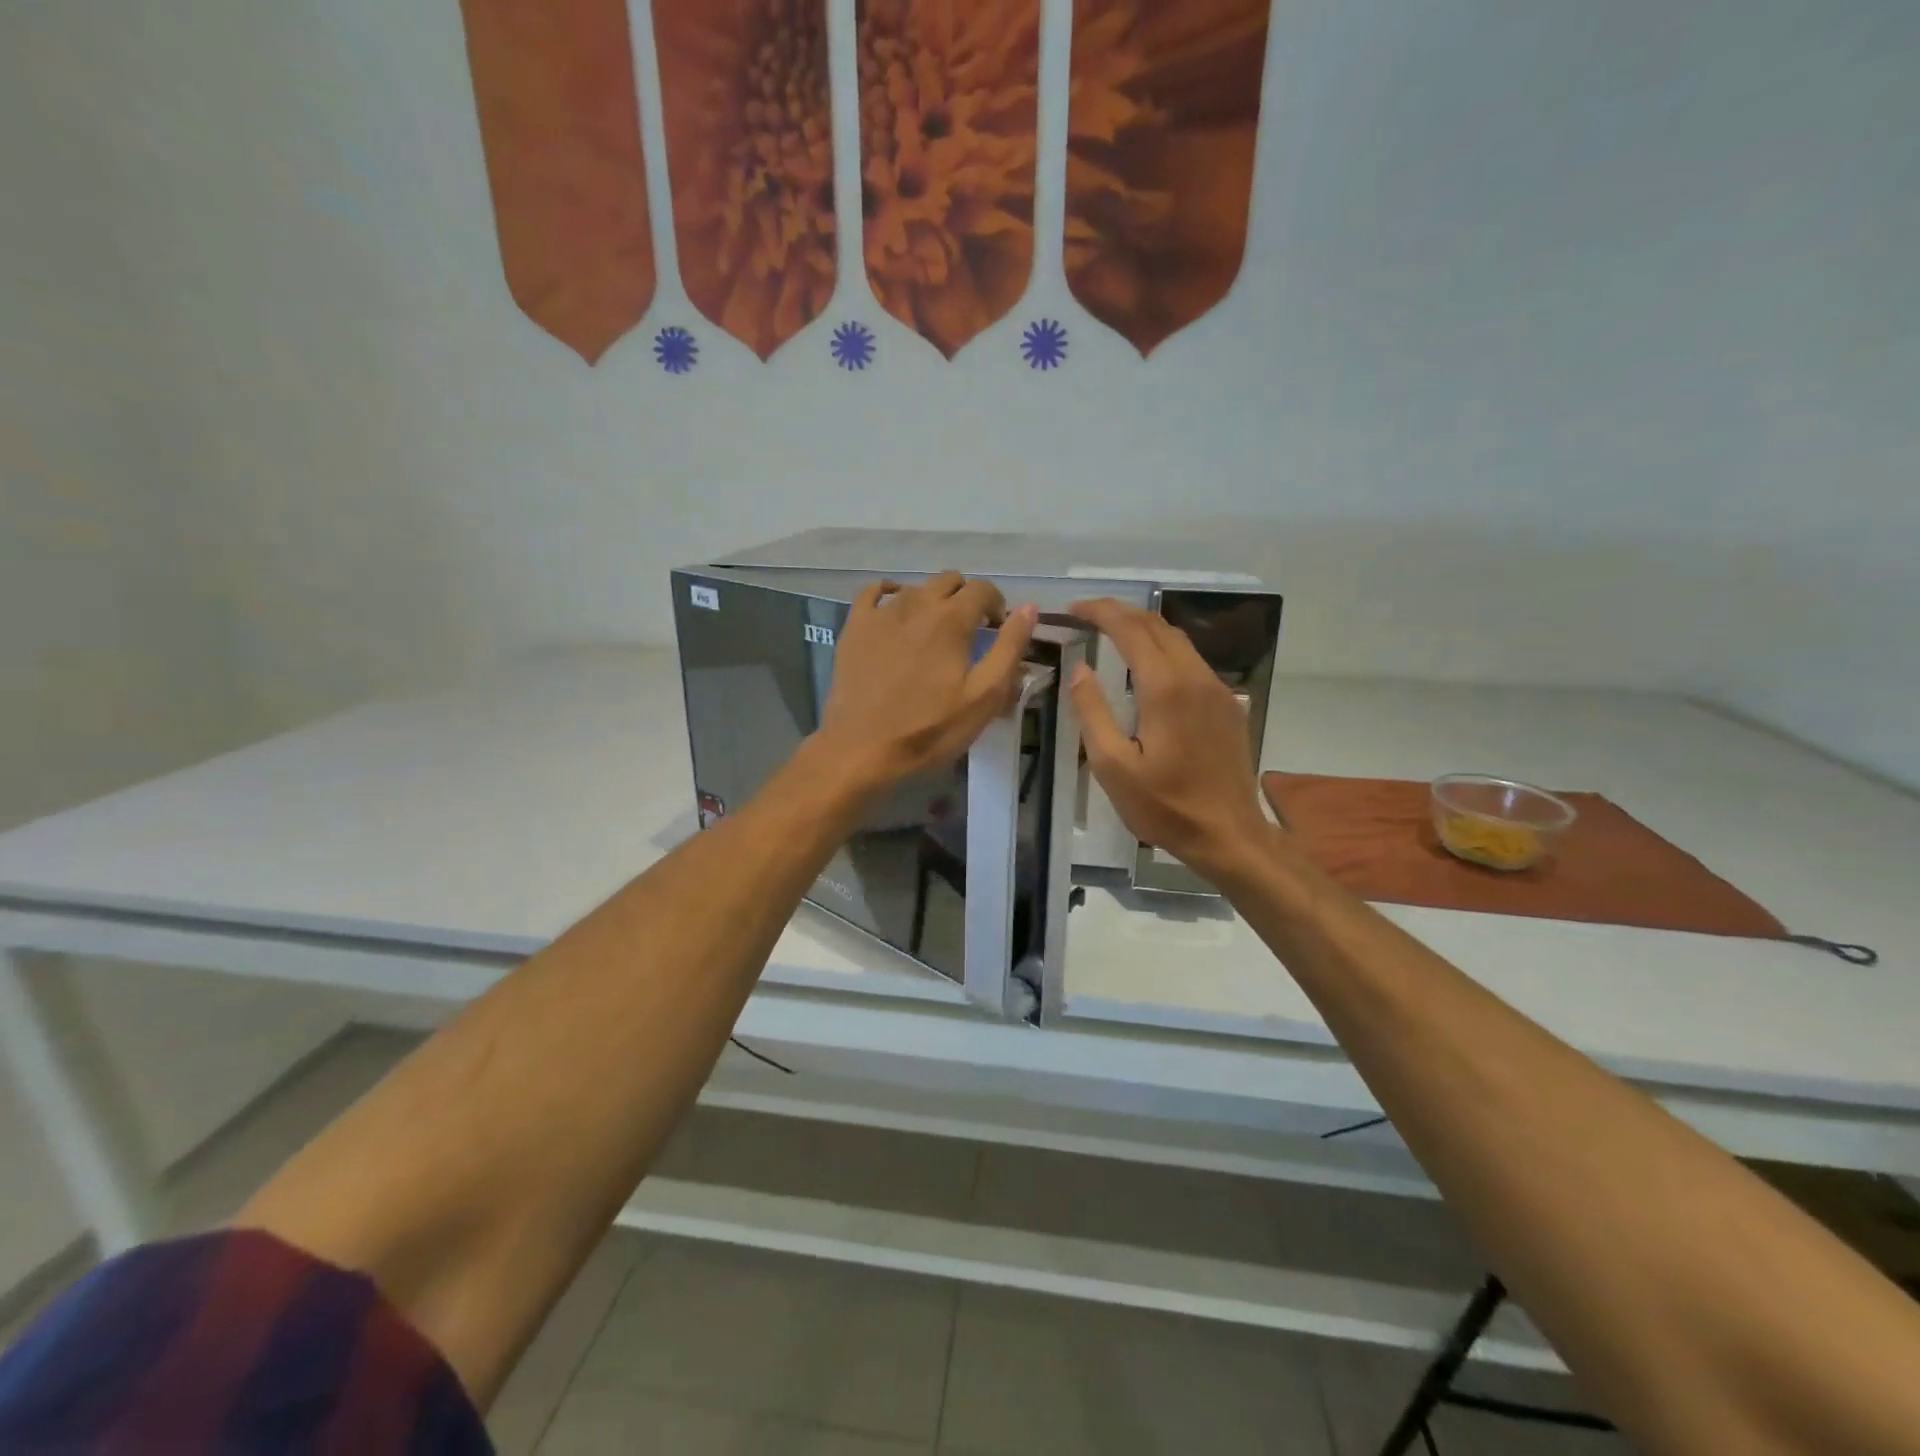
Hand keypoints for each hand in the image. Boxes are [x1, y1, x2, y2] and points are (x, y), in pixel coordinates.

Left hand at [815, 572, 1038, 794]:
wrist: (864, 748)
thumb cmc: (931, 728)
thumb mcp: (984, 696)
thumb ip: (1009, 647)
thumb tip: (1028, 608)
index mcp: (952, 619)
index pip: (983, 589)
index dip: (996, 604)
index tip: (996, 628)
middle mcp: (917, 603)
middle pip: (949, 581)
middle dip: (965, 598)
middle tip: (969, 630)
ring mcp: (881, 612)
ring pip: (915, 587)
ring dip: (932, 600)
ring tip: (934, 631)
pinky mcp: (855, 626)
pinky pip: (873, 592)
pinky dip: (890, 594)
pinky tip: (894, 610)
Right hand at [1069, 598, 1274, 878]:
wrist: (1228, 834)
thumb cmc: (1164, 806)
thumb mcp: (1112, 766)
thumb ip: (1092, 712)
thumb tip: (1080, 670)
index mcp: (1164, 688)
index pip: (1130, 630)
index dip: (1100, 612)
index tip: (1074, 609)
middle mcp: (1195, 677)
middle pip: (1157, 625)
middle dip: (1120, 613)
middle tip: (1088, 617)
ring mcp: (1217, 689)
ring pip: (1178, 640)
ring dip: (1144, 629)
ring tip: (1113, 634)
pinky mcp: (1228, 704)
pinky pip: (1193, 661)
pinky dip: (1164, 649)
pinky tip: (1148, 668)